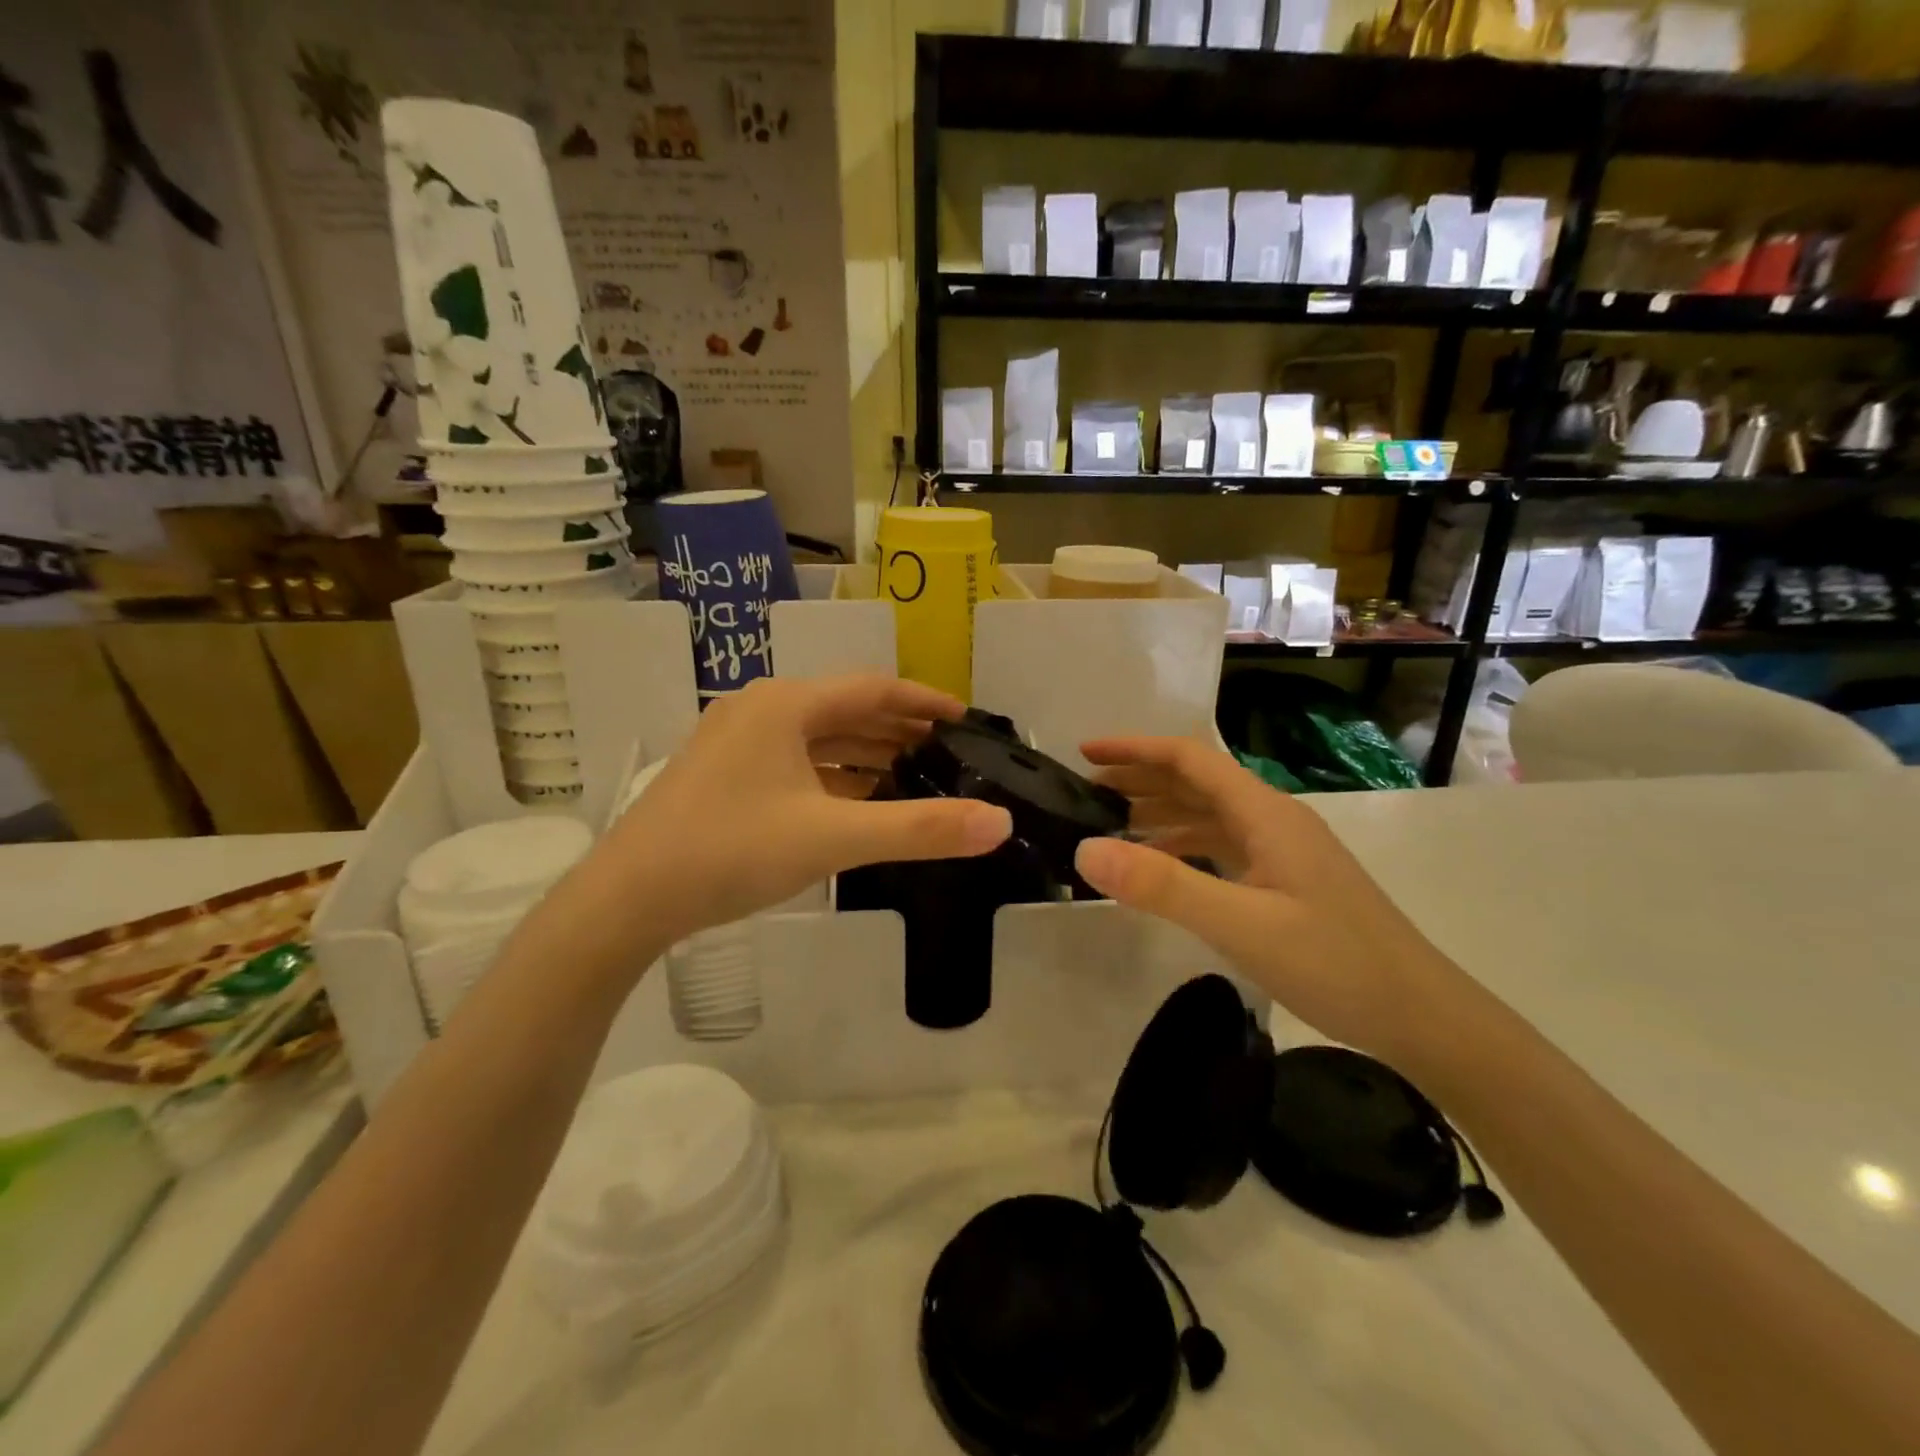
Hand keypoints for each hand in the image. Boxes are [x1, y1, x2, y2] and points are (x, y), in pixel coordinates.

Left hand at [601, 675, 1012, 946]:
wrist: (627, 898)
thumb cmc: (732, 851)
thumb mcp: (834, 838)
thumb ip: (920, 829)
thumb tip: (999, 822)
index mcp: (786, 705)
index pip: (873, 689)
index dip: (923, 703)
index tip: (964, 719)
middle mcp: (761, 710)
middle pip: (846, 710)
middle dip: (898, 732)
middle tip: (947, 755)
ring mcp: (736, 742)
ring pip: (817, 739)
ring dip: (865, 755)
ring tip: (912, 777)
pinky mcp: (723, 775)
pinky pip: (794, 763)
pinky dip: (832, 777)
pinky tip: (856, 802)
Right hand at [1072, 737, 1474, 1067]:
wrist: (1422, 1016)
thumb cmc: (1335, 963)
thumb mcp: (1241, 924)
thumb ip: (1163, 886)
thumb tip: (1085, 849)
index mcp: (1264, 813)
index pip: (1188, 758)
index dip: (1133, 749)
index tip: (1084, 753)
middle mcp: (1272, 820)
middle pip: (1196, 781)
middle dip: (1139, 778)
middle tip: (1084, 792)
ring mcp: (1281, 851)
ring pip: (1207, 815)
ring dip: (1158, 812)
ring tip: (1109, 826)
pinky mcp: (1285, 881)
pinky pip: (1220, 847)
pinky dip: (1181, 846)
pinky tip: (1159, 867)